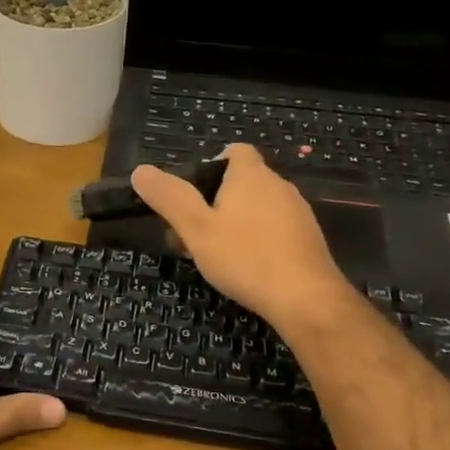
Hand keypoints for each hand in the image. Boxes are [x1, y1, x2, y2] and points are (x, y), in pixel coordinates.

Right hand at [131, 144, 353, 332]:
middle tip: (193, 233)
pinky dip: (258, 239)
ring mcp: (298, 212)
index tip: (194, 194)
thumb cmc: (245, 258)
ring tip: (216, 255)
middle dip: (216, 202)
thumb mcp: (196, 229)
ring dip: (236, 223)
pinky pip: (276, 228)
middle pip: (243, 181)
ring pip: (258, 207)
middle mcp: (278, 185)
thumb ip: (169, 198)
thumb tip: (140, 171)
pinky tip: (248, 267)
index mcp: (251, 175)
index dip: (211, 165)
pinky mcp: (308, 238)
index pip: (234, 150)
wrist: (306, 299)